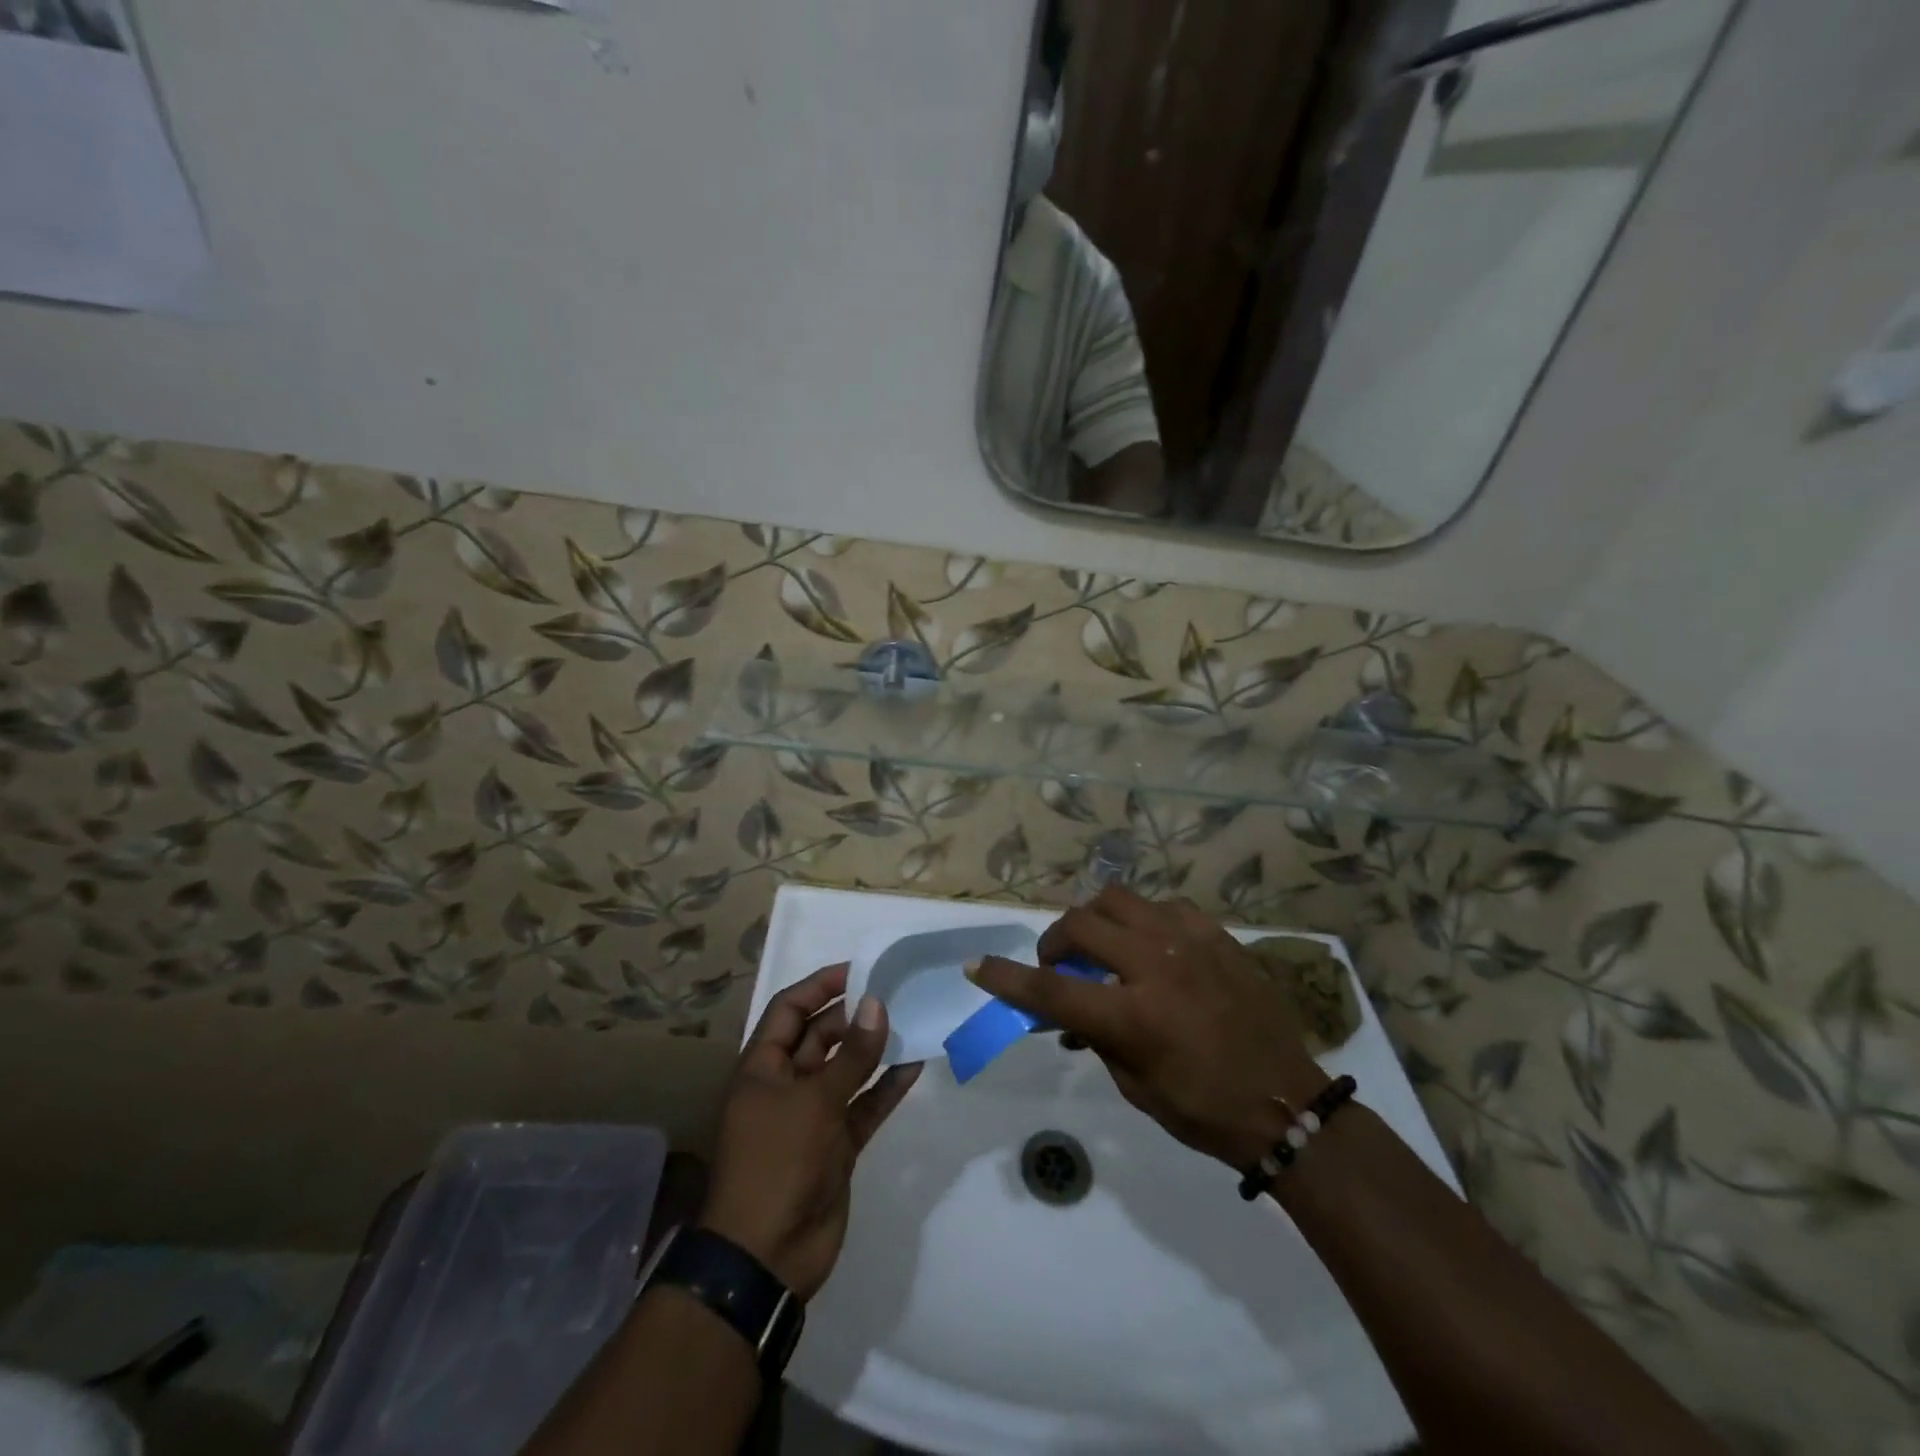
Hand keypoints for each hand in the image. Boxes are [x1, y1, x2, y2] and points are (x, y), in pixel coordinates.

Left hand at [699, 964, 922, 1300]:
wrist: (767, 1257)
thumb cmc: (777, 1163)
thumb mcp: (814, 1102)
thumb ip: (851, 1055)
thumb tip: (876, 1005)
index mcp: (763, 1067)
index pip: (790, 1009)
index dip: (821, 986)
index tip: (860, 969)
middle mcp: (786, 1084)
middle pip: (821, 1035)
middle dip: (854, 1014)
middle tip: (896, 993)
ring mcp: (813, 1116)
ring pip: (847, 1069)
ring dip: (875, 1048)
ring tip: (911, 1020)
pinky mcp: (837, 1144)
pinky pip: (865, 1105)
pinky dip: (887, 1087)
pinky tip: (915, 1064)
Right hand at [970, 886, 1327, 1169]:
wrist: (1287, 1103)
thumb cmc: (1204, 1110)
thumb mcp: (1136, 1086)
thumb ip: (1095, 1039)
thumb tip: (1069, 1014)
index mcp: (1133, 1017)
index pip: (1049, 990)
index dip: (1006, 977)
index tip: (977, 966)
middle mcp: (1156, 966)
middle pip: (1080, 926)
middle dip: (1054, 943)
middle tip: (1058, 964)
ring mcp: (1189, 942)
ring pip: (1118, 899)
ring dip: (1095, 920)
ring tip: (1103, 945)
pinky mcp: (1217, 934)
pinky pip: (1163, 906)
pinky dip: (1144, 921)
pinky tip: (1152, 945)